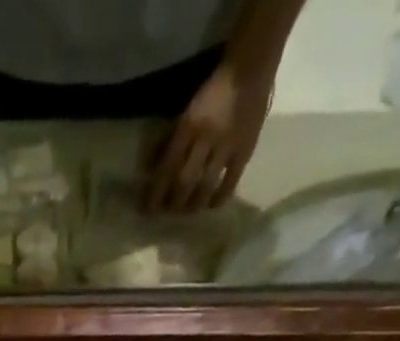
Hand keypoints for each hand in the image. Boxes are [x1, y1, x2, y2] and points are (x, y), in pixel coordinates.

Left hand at [144, 58, 274, 212]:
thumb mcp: (186, 112)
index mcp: (188, 126)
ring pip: (206, 186)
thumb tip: (151, 168)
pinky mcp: (245, 150)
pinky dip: (219, 198)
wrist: (251, 67)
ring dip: (194, 204)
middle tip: (168, 213)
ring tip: (188, 212)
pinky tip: (211, 205)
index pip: (167, 168)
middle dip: (173, 203)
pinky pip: (230, 182)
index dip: (157, 193)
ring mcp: (227, 146)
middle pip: (185, 181)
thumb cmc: (213, 90)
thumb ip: (170, 139)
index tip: (149, 210)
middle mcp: (206, 138)